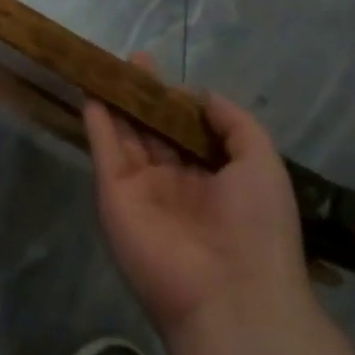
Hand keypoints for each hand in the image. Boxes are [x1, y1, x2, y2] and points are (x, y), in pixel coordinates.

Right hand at [84, 57, 317, 345]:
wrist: (229, 294)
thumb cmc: (257, 226)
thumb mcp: (262, 163)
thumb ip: (234, 123)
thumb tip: (201, 94)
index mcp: (213, 178)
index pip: (188, 132)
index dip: (176, 101)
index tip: (164, 73)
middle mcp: (175, 182)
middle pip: (153, 130)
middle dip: (143, 97)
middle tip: (132, 60)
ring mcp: (142, 190)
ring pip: (126, 137)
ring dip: (116, 104)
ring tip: (108, 68)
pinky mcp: (114, 197)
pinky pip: (105, 153)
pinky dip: (97, 124)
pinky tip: (92, 94)